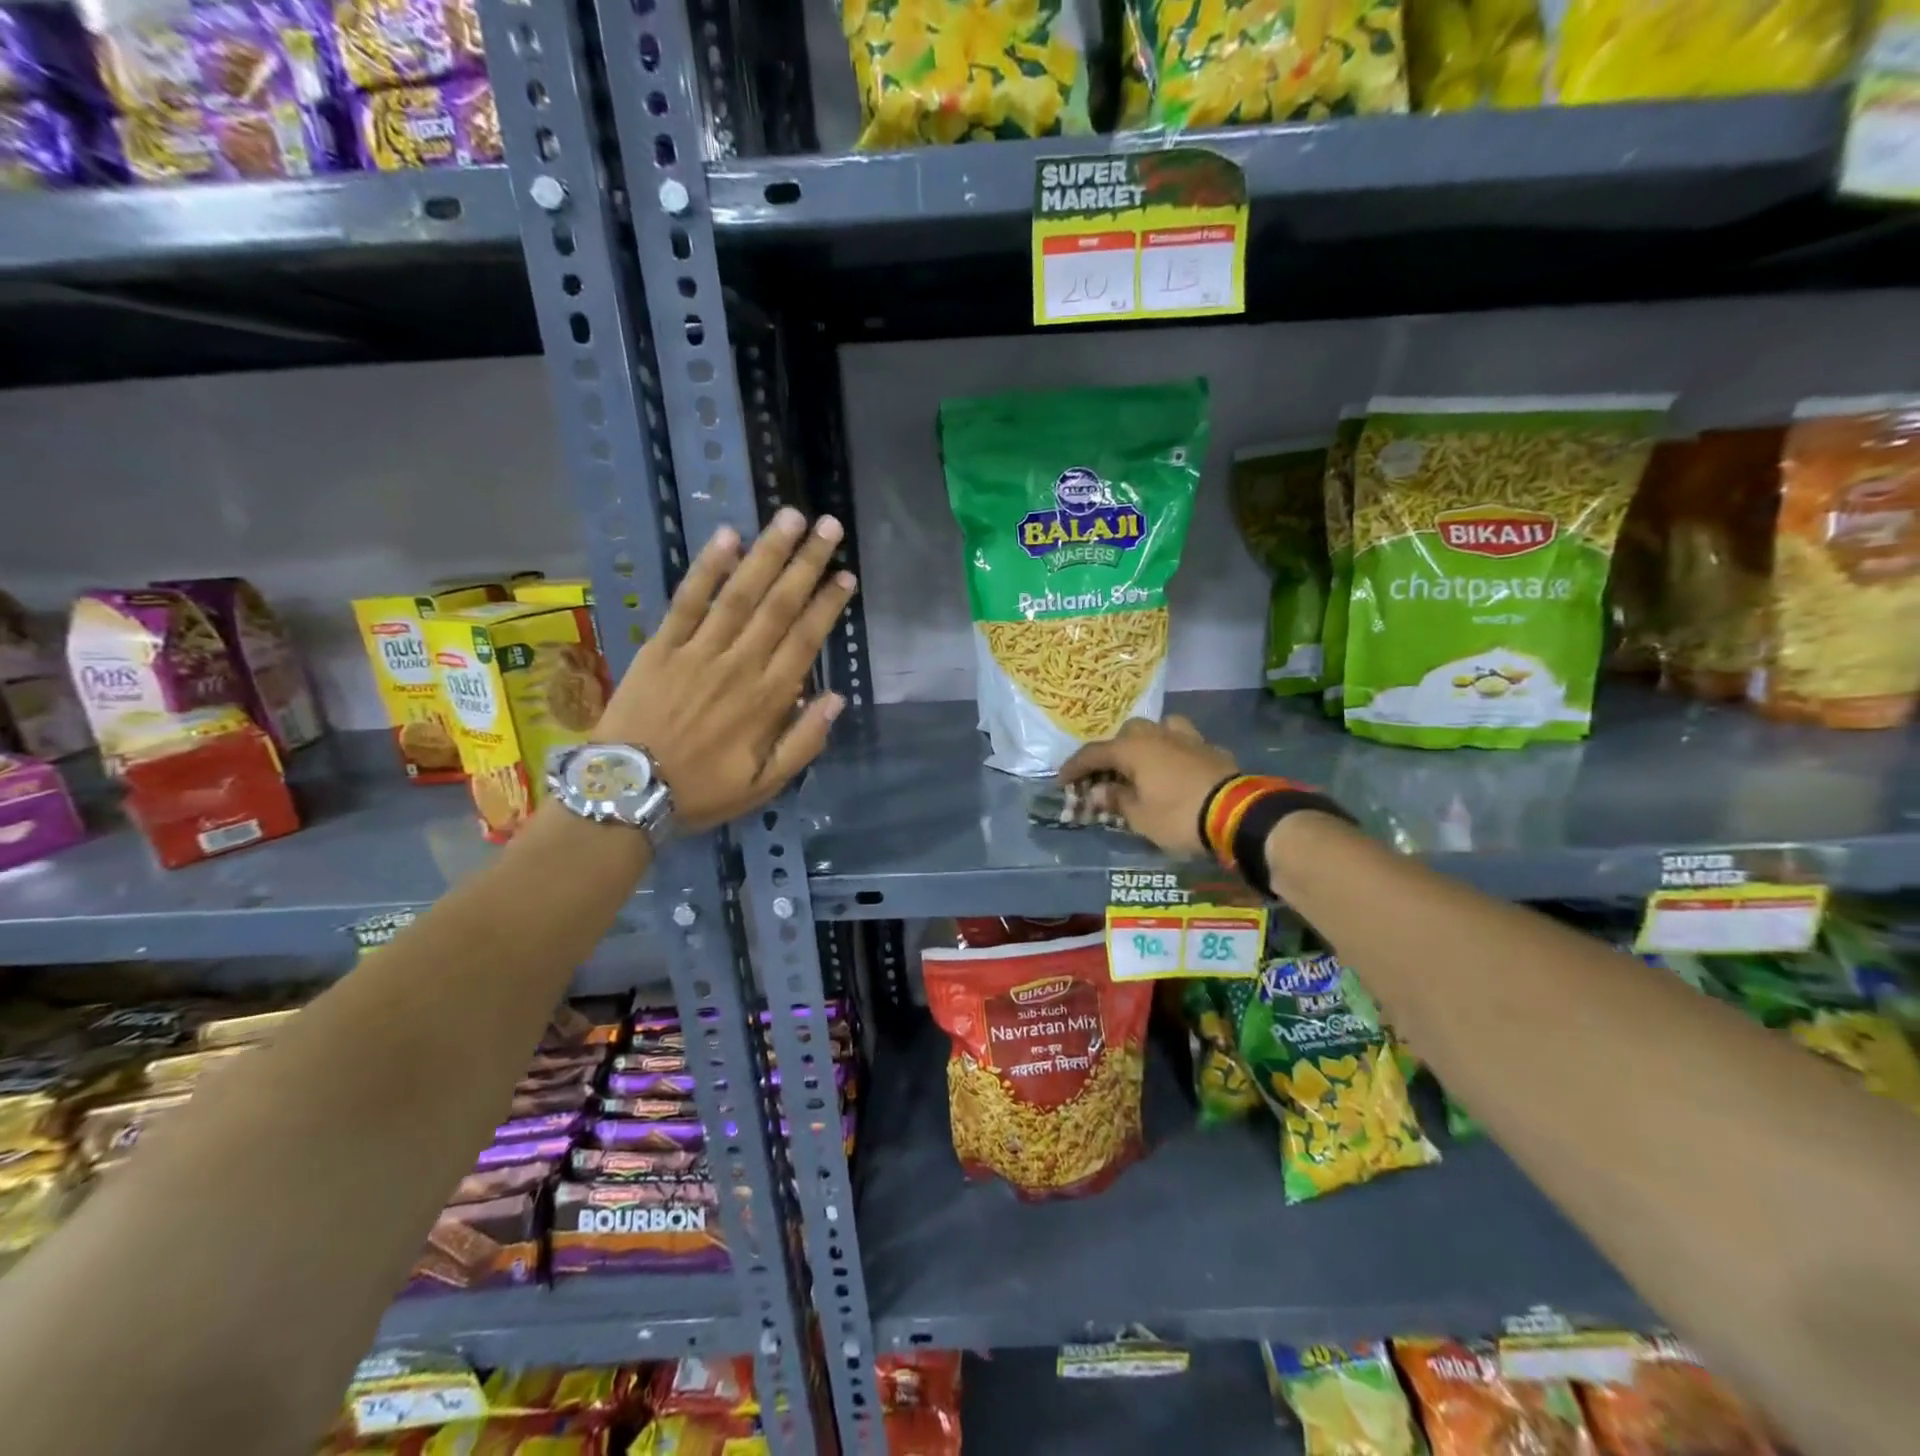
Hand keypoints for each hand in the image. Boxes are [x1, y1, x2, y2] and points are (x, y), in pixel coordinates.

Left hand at [596, 509, 856, 830]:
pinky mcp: (662, 646)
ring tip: (790, 518)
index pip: (806, 640)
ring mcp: (698, 652)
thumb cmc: (700, 791)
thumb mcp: (764, 785)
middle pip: (779, 606)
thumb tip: (835, 699)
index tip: (846, 576)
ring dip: (767, 553)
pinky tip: (727, 537)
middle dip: (806, 564)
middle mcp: (739, 666)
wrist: (625, 792)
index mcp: (767, 700)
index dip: (828, 605)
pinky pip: (687, 600)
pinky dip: (708, 568)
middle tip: (829, 527)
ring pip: (740, 594)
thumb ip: (803, 742)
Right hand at [1057, 716, 1237, 857]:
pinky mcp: (1213, 750)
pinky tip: (1178, 770)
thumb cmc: (1179, 816)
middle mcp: (1158, 735)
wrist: (1238, 814)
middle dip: (1114, 751)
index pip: (1094, 753)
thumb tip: (1097, 792)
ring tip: (1145, 763)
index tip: (1061, 781)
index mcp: (1134, 749)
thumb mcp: (1140, 817)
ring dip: (1148, 742)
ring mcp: (1189, 739)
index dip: (1074, 767)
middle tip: (1107, 775)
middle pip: (1127, 734)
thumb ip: (1116, 800)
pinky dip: (1176, 753)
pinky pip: (1186, 744)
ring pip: (1161, 728)